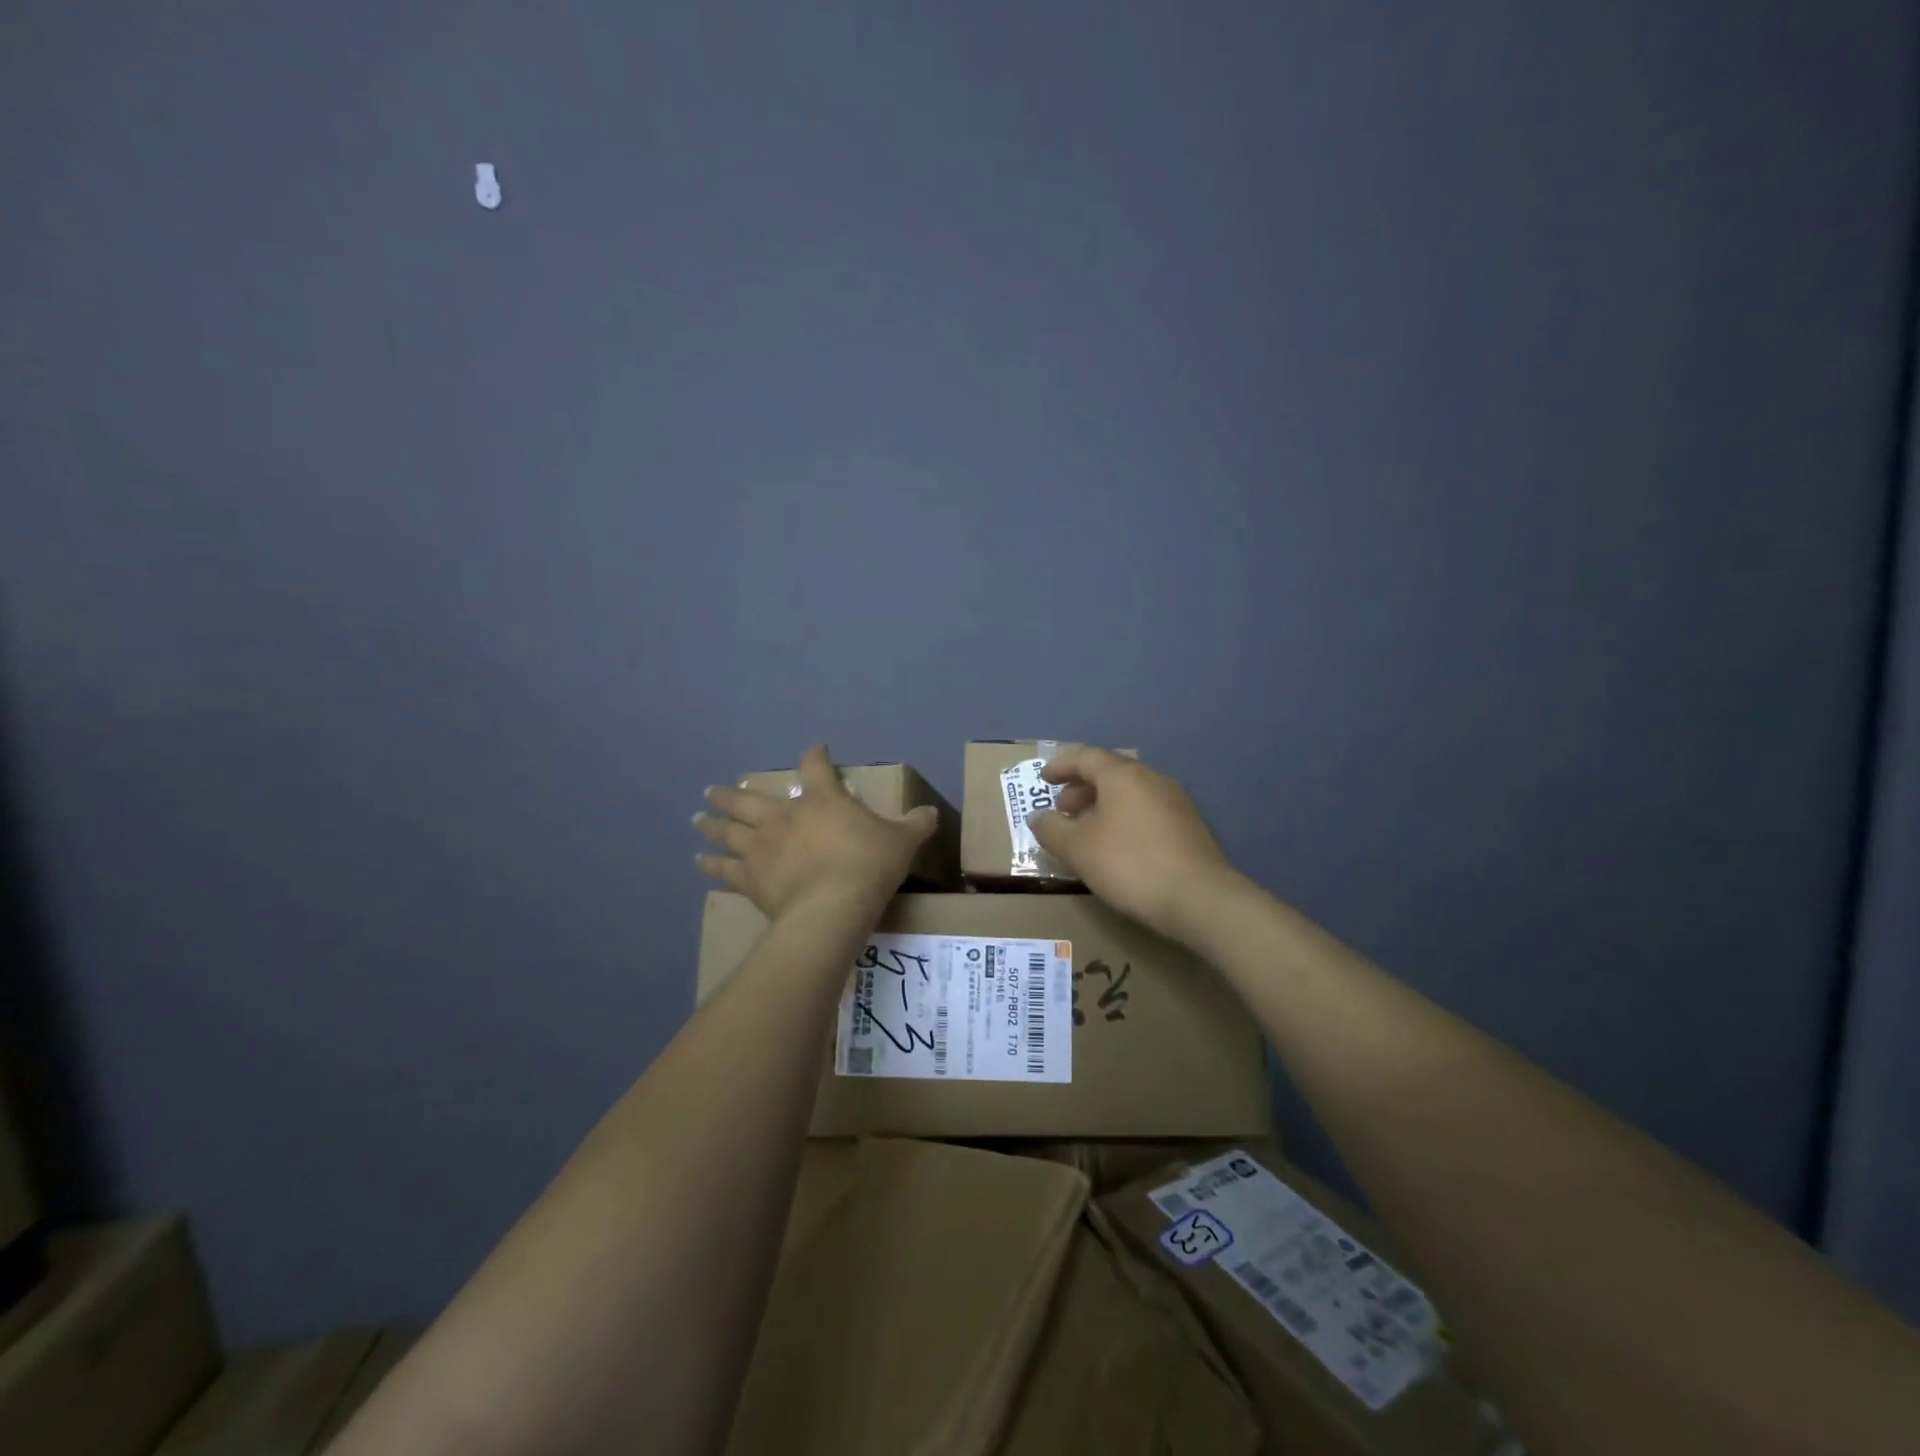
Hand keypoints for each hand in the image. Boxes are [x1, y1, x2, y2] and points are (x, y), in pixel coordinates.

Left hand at [694, 746, 936, 921]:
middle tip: (713, 790)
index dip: (815, 756)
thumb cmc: (868, 866)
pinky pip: (724, 868)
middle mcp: (784, 815)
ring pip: (729, 828)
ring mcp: (761, 845)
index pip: (816, 766)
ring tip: (698, 818)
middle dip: (732, 793)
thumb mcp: (902, 842)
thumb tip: (931, 812)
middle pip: (748, 797)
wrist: (832, 906)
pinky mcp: (749, 876)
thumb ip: (916, 824)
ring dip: (712, 822)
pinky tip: (700, 861)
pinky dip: (711, 864)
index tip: (815, 750)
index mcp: (822, 800)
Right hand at [1028, 746, 1241, 943]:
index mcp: (1123, 776)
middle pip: (1110, 773)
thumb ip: (1051, 829)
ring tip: (1087, 832)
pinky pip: (1146, 810)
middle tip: (1063, 811)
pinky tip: (1118, 847)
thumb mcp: (1077, 849)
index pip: (1085, 756)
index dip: (1061, 765)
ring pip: (1130, 793)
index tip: (1044, 779)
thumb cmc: (1130, 865)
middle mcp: (1152, 779)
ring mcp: (1176, 801)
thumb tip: (1038, 817)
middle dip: (1081, 788)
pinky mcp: (1190, 826)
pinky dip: (1124, 818)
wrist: (1200, 899)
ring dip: (1103, 805)